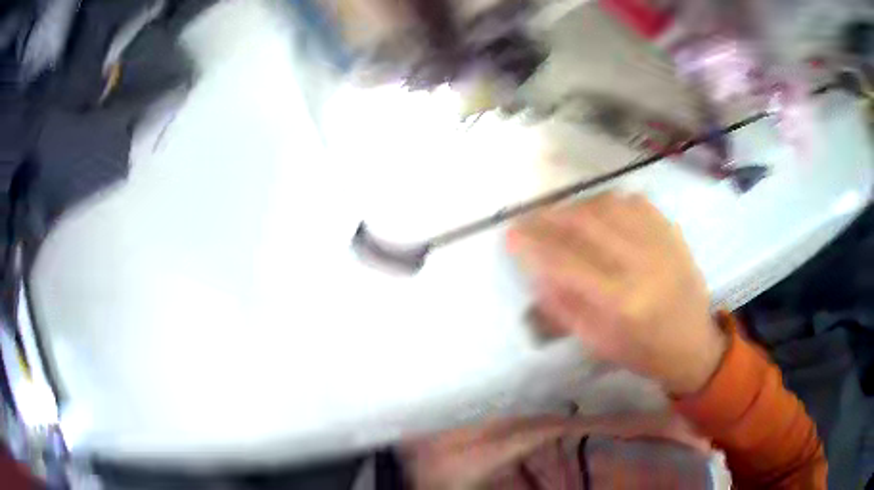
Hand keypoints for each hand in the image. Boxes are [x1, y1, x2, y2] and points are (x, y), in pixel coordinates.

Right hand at [508, 192, 726, 394]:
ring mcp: (661, 244)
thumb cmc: (645, 353)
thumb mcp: (599, 343)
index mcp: (622, 302)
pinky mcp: (673, 233)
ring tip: (563, 215)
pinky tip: (600, 211)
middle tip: (530, 217)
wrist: (694, 345)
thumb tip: (537, 274)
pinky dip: (611, 201)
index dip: (534, 247)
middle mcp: (642, 265)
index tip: (511, 234)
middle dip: (551, 217)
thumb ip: (565, 308)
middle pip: (587, 225)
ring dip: (579, 206)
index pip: (567, 264)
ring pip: (611, 205)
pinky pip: (637, 202)